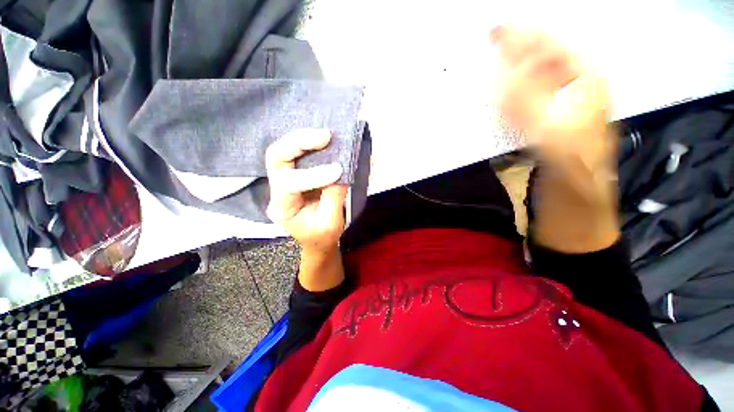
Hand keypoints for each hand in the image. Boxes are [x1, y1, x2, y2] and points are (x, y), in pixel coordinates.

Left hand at [266, 129, 347, 290]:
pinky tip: (323, 141)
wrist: (317, 240)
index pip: (289, 184)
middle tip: (325, 136)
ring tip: (326, 136)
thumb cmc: (322, 236)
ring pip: (283, 151)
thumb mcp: (331, 223)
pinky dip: (309, 144)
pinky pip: (296, 154)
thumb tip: (342, 171)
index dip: (314, 175)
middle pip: (276, 158)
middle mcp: (276, 191)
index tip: (339, 171)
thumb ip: (334, 198)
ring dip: (304, 139)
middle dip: (299, 143)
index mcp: (282, 208)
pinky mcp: (294, 174)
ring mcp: (283, 180)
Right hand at [493, 27, 619, 252]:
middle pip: (536, 64)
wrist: (574, 209)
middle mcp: (569, 93)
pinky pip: (514, 108)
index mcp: (584, 86)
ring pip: (523, 85)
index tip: (492, 31)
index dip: (522, 39)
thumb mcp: (558, 139)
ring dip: (501, 77)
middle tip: (481, 47)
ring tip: (480, 70)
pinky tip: (486, 102)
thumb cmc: (576, 179)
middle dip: (509, 55)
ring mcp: (551, 112)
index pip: (549, 50)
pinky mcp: (535, 130)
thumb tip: (499, 77)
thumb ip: (529, 106)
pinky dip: (498, 102)